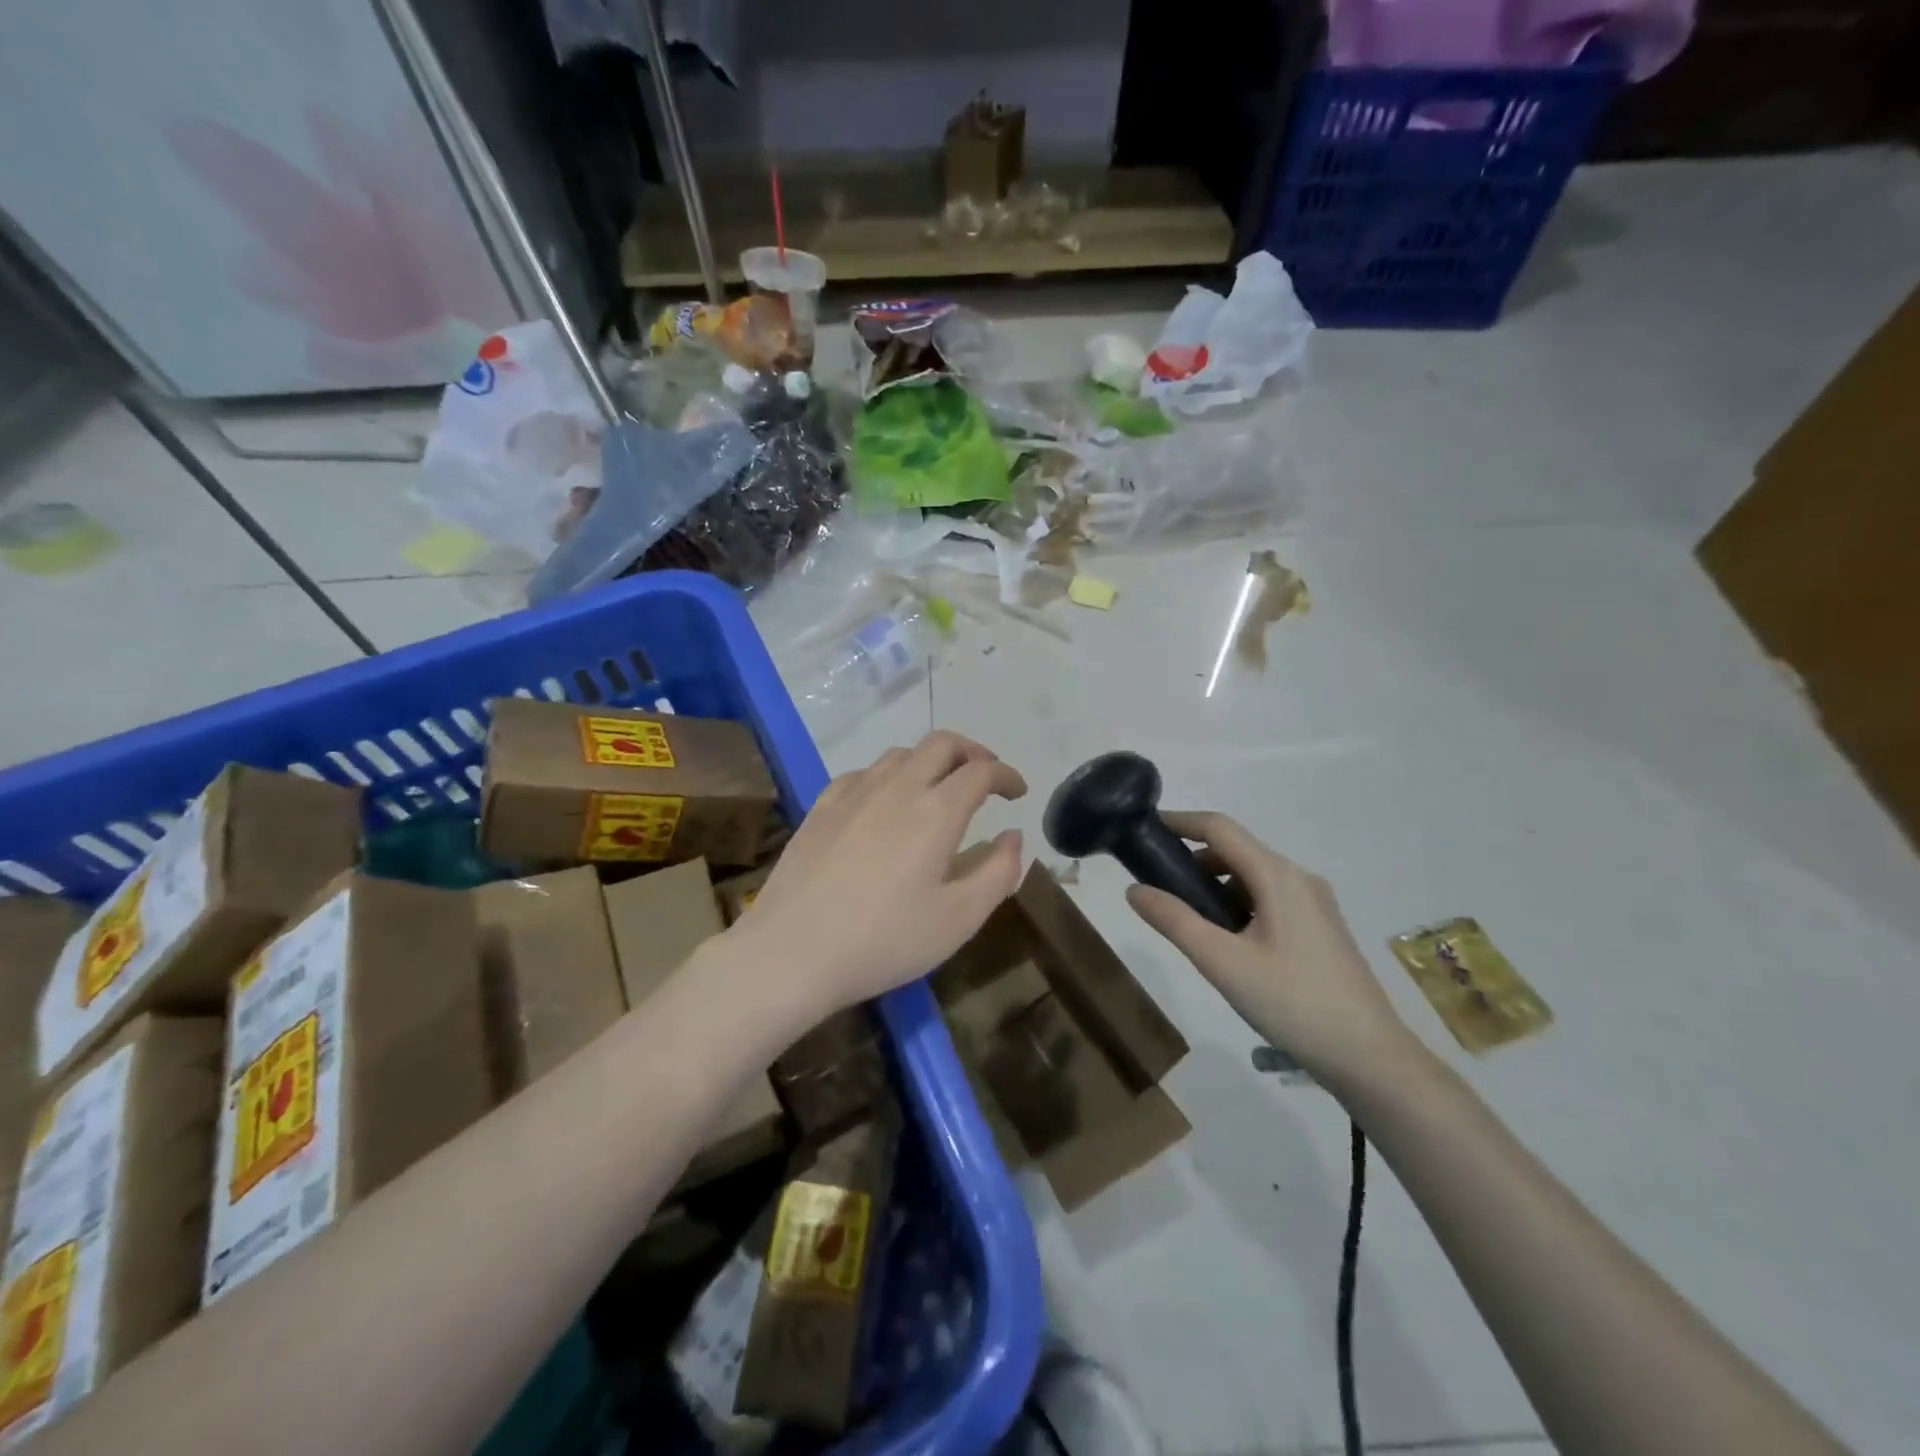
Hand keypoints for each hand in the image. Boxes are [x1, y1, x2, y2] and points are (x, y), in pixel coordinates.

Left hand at [731, 731, 1026, 1021]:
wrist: (792, 952)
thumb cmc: (885, 940)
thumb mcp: (960, 919)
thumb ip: (999, 872)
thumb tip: (1012, 836)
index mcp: (936, 811)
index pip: (981, 771)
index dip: (1006, 775)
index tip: (1018, 792)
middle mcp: (897, 787)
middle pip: (941, 744)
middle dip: (972, 752)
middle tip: (985, 776)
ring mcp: (853, 793)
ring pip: (900, 754)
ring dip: (930, 761)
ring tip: (938, 789)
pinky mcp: (821, 807)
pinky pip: (863, 773)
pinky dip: (888, 776)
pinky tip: (884, 802)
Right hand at [1126, 812, 1415, 1087]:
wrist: (1369, 1057)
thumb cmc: (1292, 1003)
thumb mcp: (1222, 962)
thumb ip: (1175, 921)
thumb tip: (1134, 889)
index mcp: (1277, 876)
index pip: (1220, 828)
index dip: (1180, 822)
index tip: (1144, 829)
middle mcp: (1298, 878)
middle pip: (1236, 850)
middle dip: (1193, 860)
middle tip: (1158, 886)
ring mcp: (1314, 903)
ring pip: (1252, 877)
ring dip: (1215, 884)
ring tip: (1188, 920)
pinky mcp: (1320, 927)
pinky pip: (1269, 898)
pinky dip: (1238, 903)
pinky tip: (1226, 941)